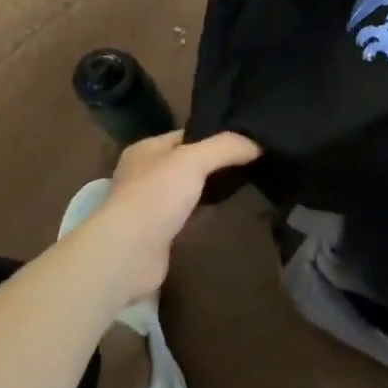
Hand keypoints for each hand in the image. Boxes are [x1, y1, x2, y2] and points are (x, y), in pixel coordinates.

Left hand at [73, 131, 260, 311]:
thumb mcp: (194, 159)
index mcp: (147, 149)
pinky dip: (205, 211)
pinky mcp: (159, 232)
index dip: (216, 134)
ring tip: (246, 183)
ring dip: (211, 188)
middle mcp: (145, 173)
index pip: (188, 134)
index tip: (248, 138)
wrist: (129, 253)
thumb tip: (258, 144)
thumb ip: (227, 147)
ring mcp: (151, 205)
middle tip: (253, 161)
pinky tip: (225, 210)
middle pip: (189, 162)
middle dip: (216, 162)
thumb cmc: (157, 196)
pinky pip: (189, 214)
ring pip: (189, 189)